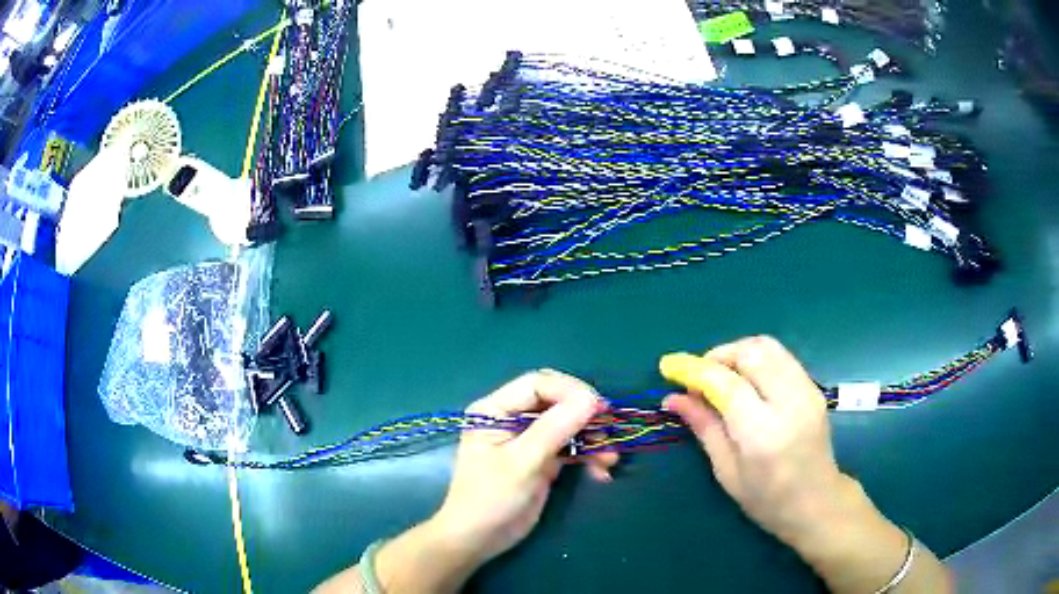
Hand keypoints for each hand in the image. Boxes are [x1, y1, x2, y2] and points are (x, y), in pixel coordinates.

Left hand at [367, 370, 616, 593]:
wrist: (480, 539)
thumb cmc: (491, 498)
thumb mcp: (522, 462)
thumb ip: (555, 428)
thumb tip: (591, 398)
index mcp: (495, 409)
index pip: (538, 384)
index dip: (571, 391)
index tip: (600, 408)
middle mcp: (511, 417)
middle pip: (556, 401)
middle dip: (585, 415)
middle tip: (609, 431)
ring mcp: (528, 438)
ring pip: (568, 424)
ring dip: (592, 438)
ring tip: (610, 458)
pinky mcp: (542, 459)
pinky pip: (571, 447)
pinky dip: (588, 455)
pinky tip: (602, 471)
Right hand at [663, 336, 848, 546]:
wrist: (817, 503)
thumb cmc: (767, 500)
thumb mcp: (727, 471)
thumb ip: (704, 427)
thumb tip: (673, 398)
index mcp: (762, 434)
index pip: (726, 383)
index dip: (694, 370)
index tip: (670, 367)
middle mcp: (789, 404)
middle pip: (751, 352)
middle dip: (718, 355)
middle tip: (699, 375)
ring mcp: (807, 391)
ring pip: (768, 346)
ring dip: (738, 352)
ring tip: (721, 375)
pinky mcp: (814, 387)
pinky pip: (781, 357)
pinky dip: (757, 358)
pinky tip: (746, 380)